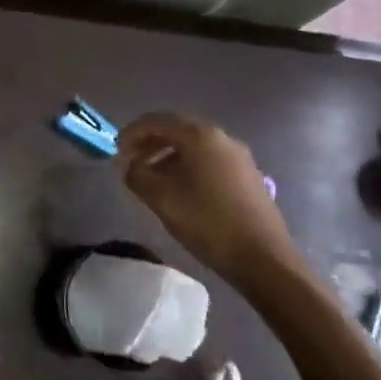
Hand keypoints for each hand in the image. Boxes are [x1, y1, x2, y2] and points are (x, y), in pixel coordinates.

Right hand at [117, 113, 301, 282]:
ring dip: (168, 157)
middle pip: (177, 131)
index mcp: (200, 136)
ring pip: (194, 148)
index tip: (116, 150)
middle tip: (131, 163)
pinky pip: (210, 162)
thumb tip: (131, 166)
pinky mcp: (248, 177)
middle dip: (150, 144)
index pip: (157, 121)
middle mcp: (222, 138)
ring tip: (152, 180)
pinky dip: (188, 168)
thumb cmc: (208, 222)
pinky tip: (181, 191)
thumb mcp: (162, 199)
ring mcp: (239, 158)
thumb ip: (138, 175)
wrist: (264, 259)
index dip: (132, 132)